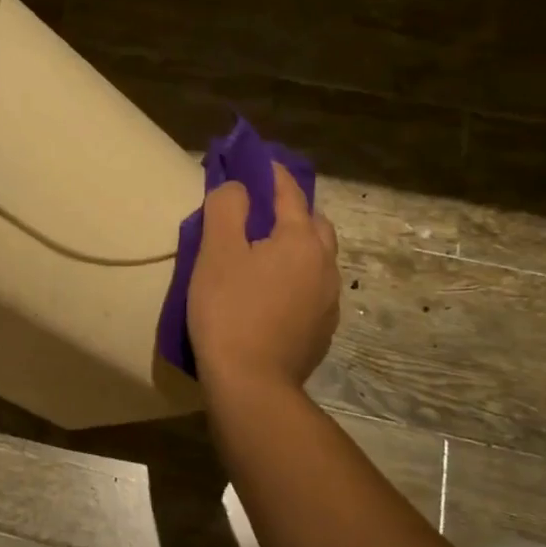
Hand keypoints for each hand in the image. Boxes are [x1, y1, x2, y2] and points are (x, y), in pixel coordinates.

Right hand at [188, 163, 340, 393]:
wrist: (252, 384)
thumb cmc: (229, 311)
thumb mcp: (216, 251)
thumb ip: (227, 207)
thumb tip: (239, 189)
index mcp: (302, 239)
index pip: (289, 191)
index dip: (271, 172)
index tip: (255, 161)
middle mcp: (325, 264)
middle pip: (313, 223)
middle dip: (291, 210)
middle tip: (260, 212)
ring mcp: (329, 300)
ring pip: (317, 257)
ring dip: (297, 245)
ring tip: (266, 253)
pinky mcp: (323, 329)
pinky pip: (313, 287)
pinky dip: (297, 276)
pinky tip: (274, 292)